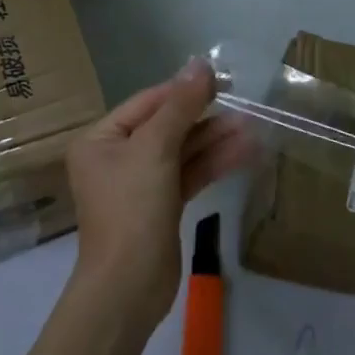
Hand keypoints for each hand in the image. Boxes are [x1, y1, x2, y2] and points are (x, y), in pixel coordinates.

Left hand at [65, 58, 253, 332]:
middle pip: (166, 126)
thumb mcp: (154, 149)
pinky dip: (213, 163)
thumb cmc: (132, 209)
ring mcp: (140, 183)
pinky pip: (189, 174)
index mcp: (101, 139)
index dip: (183, 90)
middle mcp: (117, 157)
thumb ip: (180, 105)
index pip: (147, 103)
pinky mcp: (161, 206)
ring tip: (252, 127)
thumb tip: (200, 64)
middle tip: (243, 104)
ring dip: (215, 140)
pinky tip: (244, 152)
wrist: (128, 290)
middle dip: (204, 117)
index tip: (220, 79)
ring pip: (182, 151)